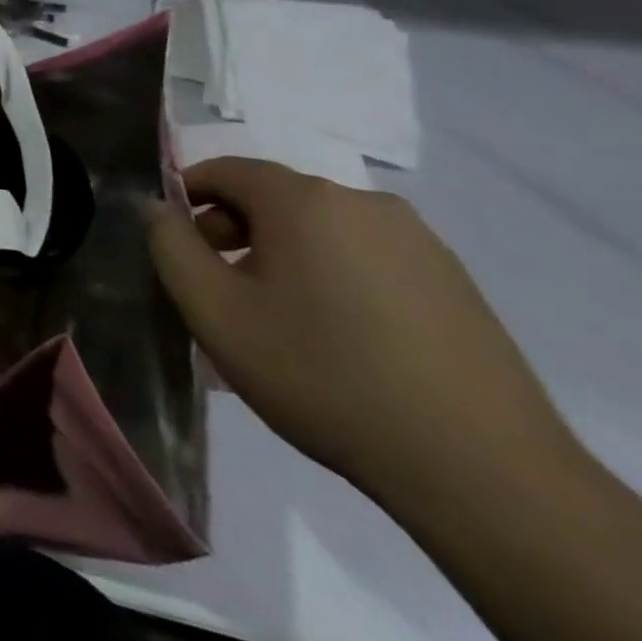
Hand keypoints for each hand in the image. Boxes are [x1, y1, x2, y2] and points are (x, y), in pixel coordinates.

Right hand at [146, 158, 570, 505]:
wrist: (481, 470)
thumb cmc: (322, 376)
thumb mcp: (215, 312)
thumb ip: (171, 247)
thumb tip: (159, 209)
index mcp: (304, 201)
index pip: (225, 170)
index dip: (186, 195)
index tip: (173, 242)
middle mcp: (365, 203)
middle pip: (273, 198)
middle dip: (232, 230)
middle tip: (217, 289)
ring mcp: (420, 242)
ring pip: (321, 229)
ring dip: (282, 255)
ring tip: (275, 319)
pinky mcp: (455, 283)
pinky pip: (366, 257)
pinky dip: (332, 276)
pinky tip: (337, 337)